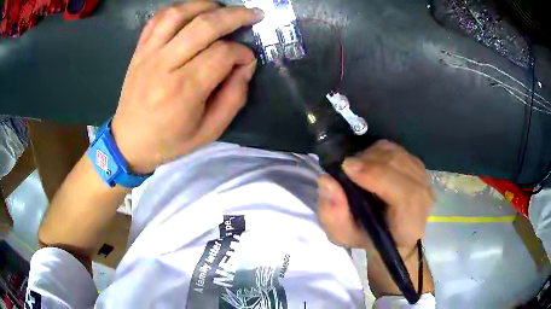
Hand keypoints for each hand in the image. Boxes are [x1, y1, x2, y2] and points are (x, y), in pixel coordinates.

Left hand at [111, 2, 263, 173]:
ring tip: (223, 10)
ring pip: (179, 14)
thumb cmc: (169, 141)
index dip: (242, 52)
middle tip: (254, 14)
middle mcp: (164, 65)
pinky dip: (178, 9)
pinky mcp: (140, 50)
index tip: (248, 59)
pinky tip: (193, 12)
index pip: (222, 54)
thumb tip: (246, 65)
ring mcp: (148, 54)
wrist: (129, 141)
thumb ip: (234, 98)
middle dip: (235, 16)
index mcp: (183, 91)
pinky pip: (158, 19)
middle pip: (204, 25)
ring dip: (207, 5)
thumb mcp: (209, 131)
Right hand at [317, 140, 433, 252]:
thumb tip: (327, 180)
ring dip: (373, 155)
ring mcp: (424, 180)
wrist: (392, 236)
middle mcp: (423, 199)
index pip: (406, 195)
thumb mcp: (343, 236)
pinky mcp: (418, 168)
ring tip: (356, 166)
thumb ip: (334, 215)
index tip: (348, 168)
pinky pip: (398, 150)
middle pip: (402, 168)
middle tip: (346, 165)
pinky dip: (379, 151)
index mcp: (410, 224)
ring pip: (399, 155)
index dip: (379, 177)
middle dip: (371, 161)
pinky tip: (368, 162)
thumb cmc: (368, 239)